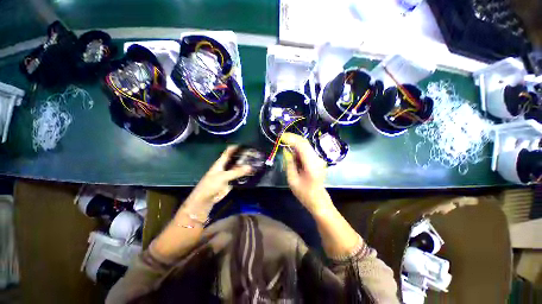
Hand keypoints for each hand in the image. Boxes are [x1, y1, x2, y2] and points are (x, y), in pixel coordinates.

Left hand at [183, 146, 251, 214]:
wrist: (206, 199)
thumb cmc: (211, 185)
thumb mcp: (223, 177)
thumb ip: (236, 172)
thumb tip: (250, 167)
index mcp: (221, 162)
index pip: (228, 152)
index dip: (235, 147)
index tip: (245, 145)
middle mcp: (225, 166)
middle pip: (235, 159)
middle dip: (243, 156)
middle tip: (254, 154)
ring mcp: (229, 174)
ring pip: (238, 168)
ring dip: (245, 166)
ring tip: (255, 162)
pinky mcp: (231, 181)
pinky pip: (239, 176)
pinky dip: (245, 174)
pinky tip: (252, 172)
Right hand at [281, 133, 331, 212]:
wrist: (318, 200)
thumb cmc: (304, 193)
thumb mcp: (292, 180)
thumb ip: (289, 163)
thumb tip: (286, 150)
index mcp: (311, 165)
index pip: (302, 146)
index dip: (291, 139)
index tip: (281, 137)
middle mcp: (317, 159)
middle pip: (305, 142)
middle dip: (292, 138)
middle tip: (281, 137)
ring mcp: (318, 159)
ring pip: (305, 145)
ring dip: (294, 142)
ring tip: (284, 142)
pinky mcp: (317, 160)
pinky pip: (306, 150)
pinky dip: (298, 148)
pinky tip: (291, 150)